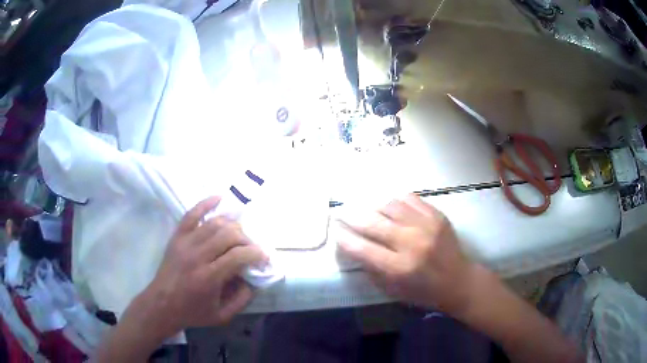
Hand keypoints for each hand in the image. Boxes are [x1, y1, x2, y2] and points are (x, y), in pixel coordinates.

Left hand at [138, 196, 266, 335]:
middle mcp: (197, 256)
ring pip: (214, 223)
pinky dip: (206, 203)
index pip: (238, 256)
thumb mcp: (222, 316)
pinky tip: (219, 198)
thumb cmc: (192, 312)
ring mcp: (185, 243)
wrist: (161, 305)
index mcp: (209, 277)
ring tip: (239, 234)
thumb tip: (254, 279)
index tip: (264, 256)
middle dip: (246, 239)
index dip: (256, 253)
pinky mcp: (177, 237)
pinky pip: (192, 214)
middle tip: (251, 248)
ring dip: (232, 225)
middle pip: (228, 235)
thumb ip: (242, 299)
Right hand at [337, 194, 476, 314]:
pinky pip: (409, 199)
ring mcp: (426, 225)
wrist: (459, 281)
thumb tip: (354, 246)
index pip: (363, 249)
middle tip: (341, 211)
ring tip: (364, 206)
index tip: (335, 231)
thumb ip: (372, 269)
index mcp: (399, 268)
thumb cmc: (424, 291)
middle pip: (373, 223)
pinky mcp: (437, 215)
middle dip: (351, 216)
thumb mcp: (393, 290)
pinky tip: (387, 203)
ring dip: (372, 205)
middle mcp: (411, 243)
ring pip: (390, 205)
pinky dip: (394, 199)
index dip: (345, 238)